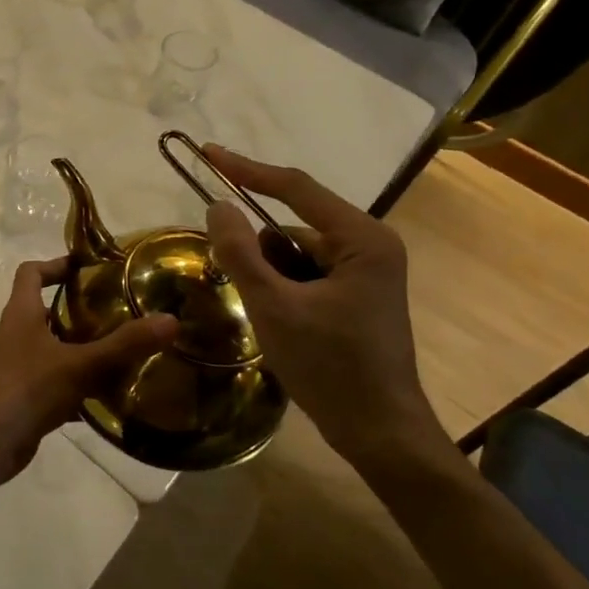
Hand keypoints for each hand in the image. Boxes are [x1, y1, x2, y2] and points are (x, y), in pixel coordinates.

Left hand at [0, 258, 177, 487]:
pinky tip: (113, 397)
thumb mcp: (79, 364)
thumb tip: (170, 320)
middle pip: (48, 310)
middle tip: (123, 310)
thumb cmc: (24, 389)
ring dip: (86, 349)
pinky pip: (60, 384)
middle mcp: (19, 335)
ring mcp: (22, 368)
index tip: (89, 268)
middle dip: (82, 309)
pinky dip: (83, 388)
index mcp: (22, 313)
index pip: (31, 273)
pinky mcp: (28, 399)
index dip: (55, 264)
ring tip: (127, 350)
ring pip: (58, 349)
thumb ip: (124, 345)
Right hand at [201, 146, 438, 466]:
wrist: (381, 434)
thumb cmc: (331, 368)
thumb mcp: (274, 308)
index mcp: (362, 238)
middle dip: (260, 253)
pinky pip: (307, 273)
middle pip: (293, 226)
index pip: (295, 188)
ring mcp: (366, 271)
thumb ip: (241, 253)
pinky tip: (283, 325)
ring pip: (296, 253)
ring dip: (271, 276)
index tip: (207, 154)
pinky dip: (284, 289)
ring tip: (270, 318)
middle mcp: (369, 244)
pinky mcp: (357, 294)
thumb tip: (217, 205)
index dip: (247, 170)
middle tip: (243, 287)